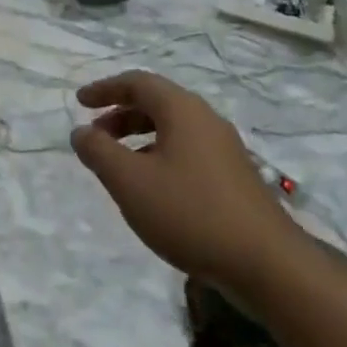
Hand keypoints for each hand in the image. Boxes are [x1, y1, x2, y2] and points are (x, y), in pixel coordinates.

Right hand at [71, 70, 297, 290]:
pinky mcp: (234, 176)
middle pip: (156, 102)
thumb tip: (80, 132)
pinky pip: (187, 150)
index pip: (137, 82)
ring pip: (173, 128)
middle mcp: (205, 119)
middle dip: (120, 114)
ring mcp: (224, 147)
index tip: (80, 102)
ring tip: (119, 165)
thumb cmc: (190, 213)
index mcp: (182, 109)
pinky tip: (153, 189)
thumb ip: (99, 152)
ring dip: (139, 137)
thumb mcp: (130, 182)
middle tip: (95, 136)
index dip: (105, 89)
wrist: (266, 263)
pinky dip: (160, 155)